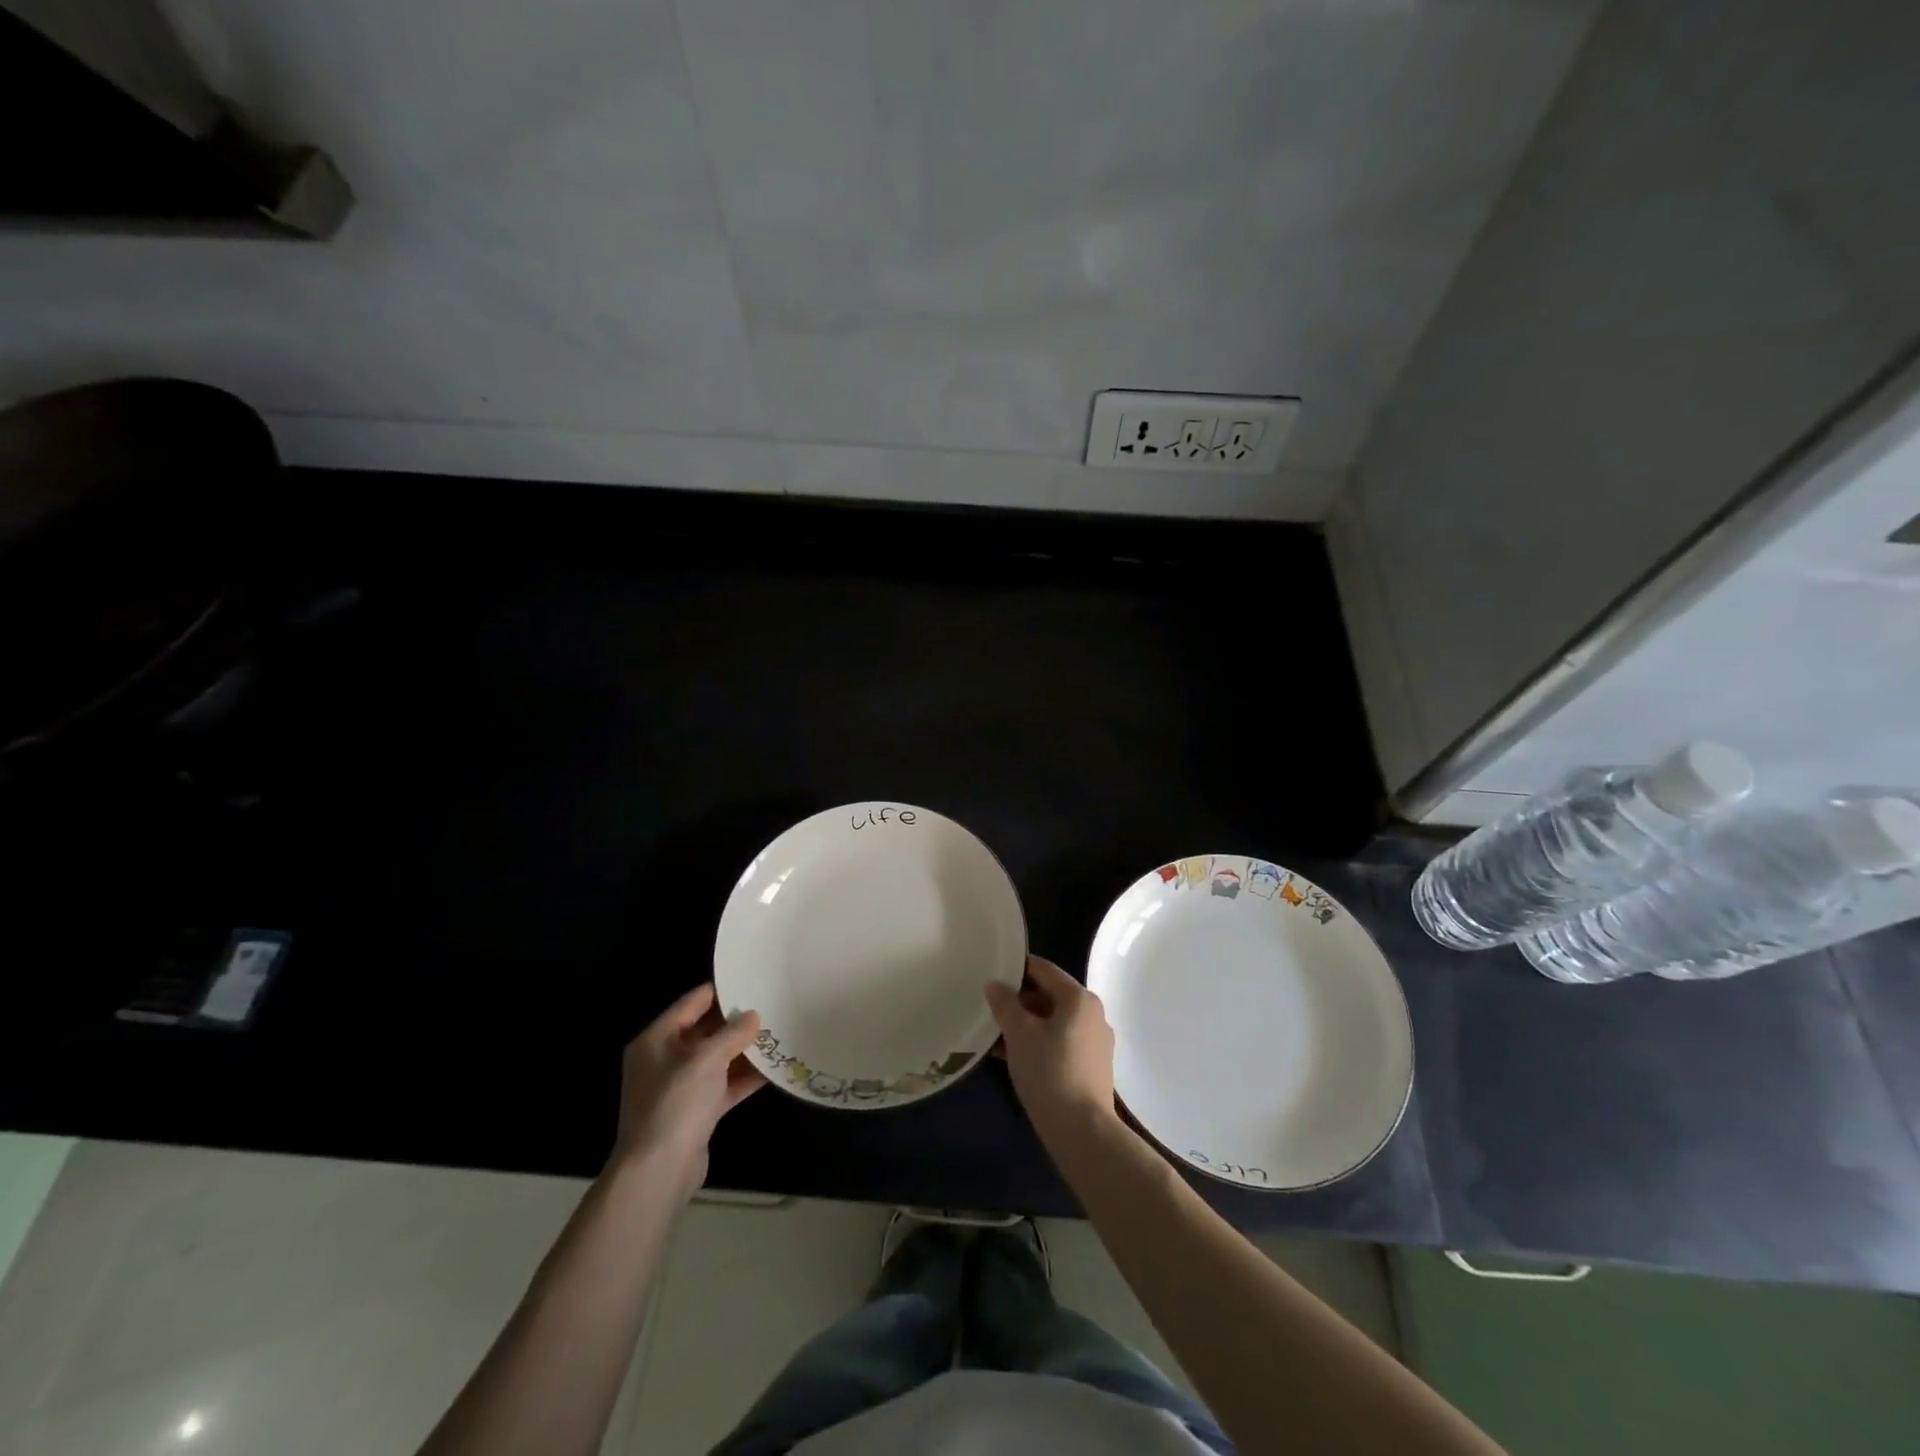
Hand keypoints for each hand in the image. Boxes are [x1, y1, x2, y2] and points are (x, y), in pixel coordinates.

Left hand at [611, 984, 763, 1198]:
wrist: (658, 1171)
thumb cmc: (676, 1103)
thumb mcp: (707, 1059)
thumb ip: (733, 1033)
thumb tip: (753, 1015)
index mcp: (657, 1039)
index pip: (692, 1002)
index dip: (721, 990)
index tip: (752, 978)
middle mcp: (665, 1059)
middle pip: (705, 1030)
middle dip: (737, 1020)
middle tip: (771, 1004)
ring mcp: (680, 1087)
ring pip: (717, 1059)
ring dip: (744, 1049)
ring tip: (778, 1032)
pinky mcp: (696, 1112)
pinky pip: (724, 1085)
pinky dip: (745, 1077)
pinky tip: (774, 1069)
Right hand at [986, 954, 1117, 1140]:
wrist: (1082, 1131)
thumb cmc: (1048, 1071)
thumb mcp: (1019, 1033)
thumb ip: (1005, 1004)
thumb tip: (995, 985)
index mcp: (1079, 998)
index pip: (1044, 969)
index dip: (1018, 968)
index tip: (993, 973)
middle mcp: (1093, 1014)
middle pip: (1050, 996)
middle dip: (1020, 1002)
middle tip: (991, 1011)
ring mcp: (1096, 1042)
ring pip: (1054, 1022)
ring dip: (1027, 1026)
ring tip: (997, 1038)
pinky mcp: (1093, 1067)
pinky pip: (1061, 1043)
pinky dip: (1039, 1043)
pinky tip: (1014, 1058)